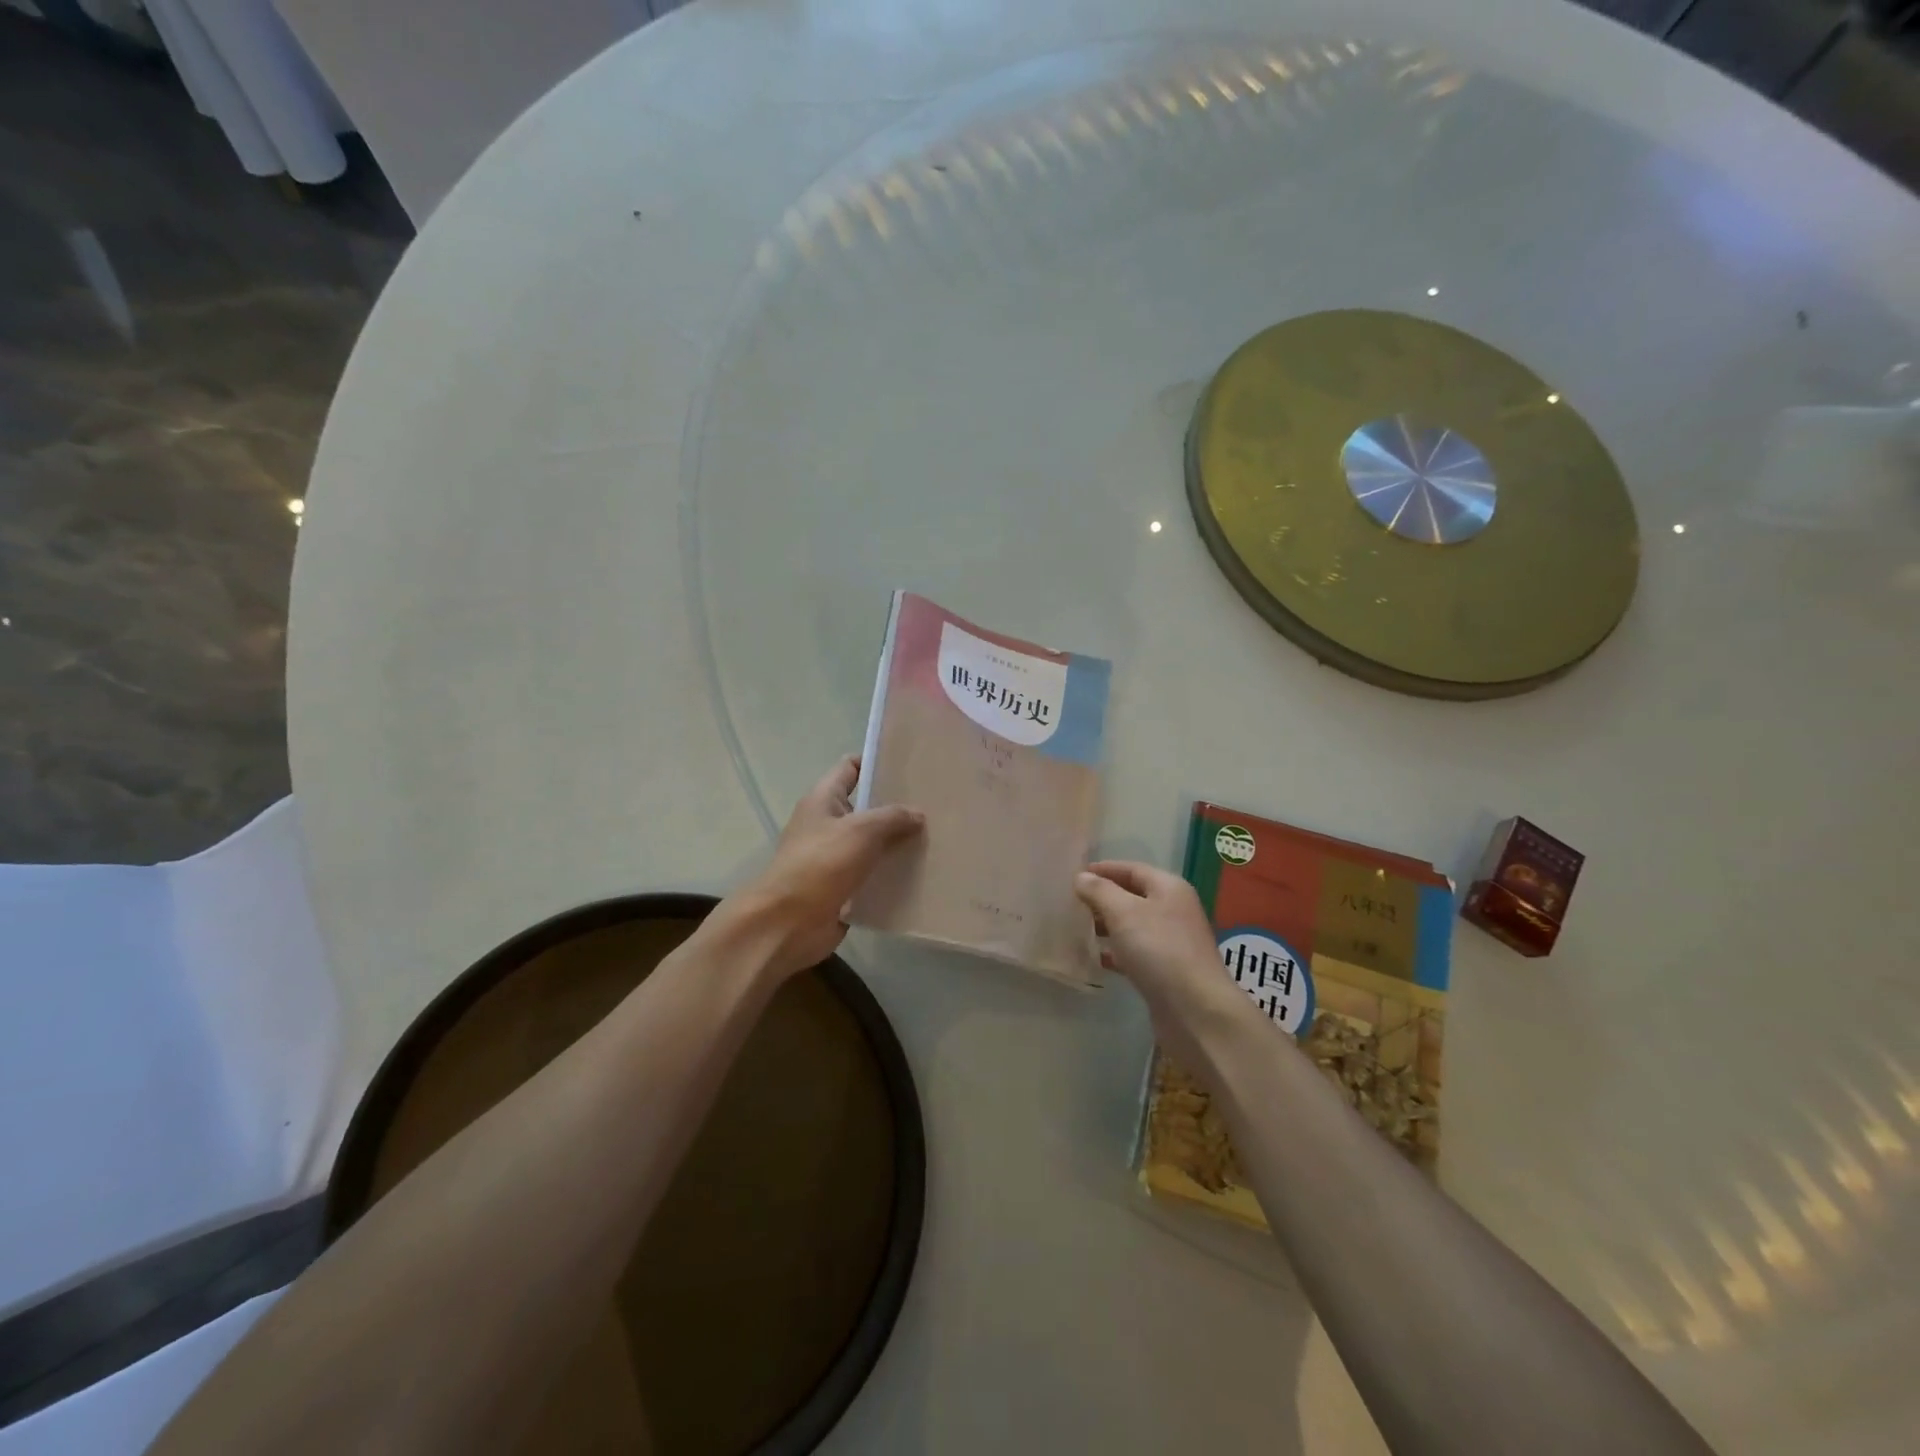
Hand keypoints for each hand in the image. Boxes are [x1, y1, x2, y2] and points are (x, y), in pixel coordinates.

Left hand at [726, 755, 923, 978]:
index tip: (911, 764)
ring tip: (937, 837)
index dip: (877, 761)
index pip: (850, 768)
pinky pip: (873, 874)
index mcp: (823, 800)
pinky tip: (922, 873)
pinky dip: (893, 874)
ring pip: (873, 843)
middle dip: (897, 806)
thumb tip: (917, 815)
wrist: (788, 924)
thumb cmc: (821, 865)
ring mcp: (834, 858)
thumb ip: (892, 817)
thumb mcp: (861, 830)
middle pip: (866, 807)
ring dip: (899, 843)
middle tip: (935, 803)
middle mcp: (827, 824)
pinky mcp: (843, 888)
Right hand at [1075, 862, 1248, 1051]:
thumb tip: (1081, 877)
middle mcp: (1173, 910)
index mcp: (1169, 888)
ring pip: (1133, 925)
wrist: (1196, 1010)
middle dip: (1102, 897)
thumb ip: (1100, 891)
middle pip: (1133, 896)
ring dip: (1107, 925)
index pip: (1132, 869)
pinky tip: (1095, 958)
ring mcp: (1171, 942)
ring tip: (1076, 927)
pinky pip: (1135, 952)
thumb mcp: (1124, 912)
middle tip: (1070, 902)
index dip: (1103, 869)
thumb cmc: (1159, 950)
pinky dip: (1115, 952)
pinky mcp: (1166, 971)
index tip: (1073, 875)